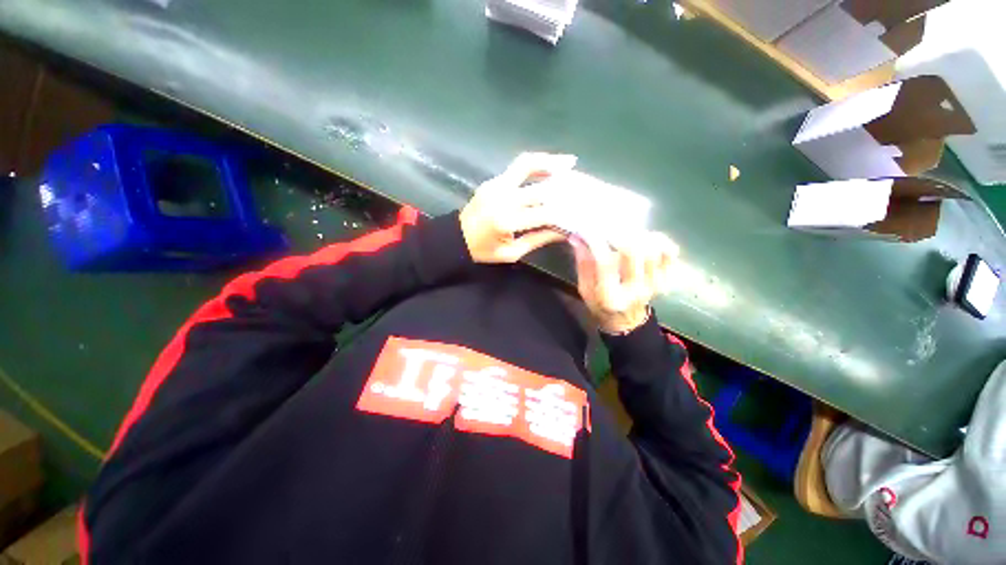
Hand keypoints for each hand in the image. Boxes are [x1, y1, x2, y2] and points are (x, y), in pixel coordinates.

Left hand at [460, 153, 575, 263]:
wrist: (456, 237)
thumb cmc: (484, 251)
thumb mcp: (511, 253)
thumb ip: (538, 239)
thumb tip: (563, 230)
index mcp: (506, 221)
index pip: (544, 213)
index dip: (565, 213)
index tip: (580, 213)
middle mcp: (502, 198)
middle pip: (540, 188)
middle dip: (564, 188)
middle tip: (581, 187)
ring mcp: (496, 185)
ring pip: (527, 164)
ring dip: (550, 162)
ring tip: (569, 161)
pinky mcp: (492, 180)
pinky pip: (517, 167)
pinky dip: (536, 165)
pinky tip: (550, 166)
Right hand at [572, 231, 678, 333]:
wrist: (626, 320)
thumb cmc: (600, 304)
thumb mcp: (584, 289)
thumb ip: (583, 264)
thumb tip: (579, 238)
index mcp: (610, 297)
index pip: (605, 263)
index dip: (596, 241)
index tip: (588, 230)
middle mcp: (635, 291)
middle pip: (634, 252)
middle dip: (618, 233)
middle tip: (608, 228)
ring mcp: (655, 285)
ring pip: (653, 248)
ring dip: (637, 235)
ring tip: (624, 233)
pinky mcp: (667, 279)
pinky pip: (670, 252)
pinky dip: (659, 240)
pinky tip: (644, 239)